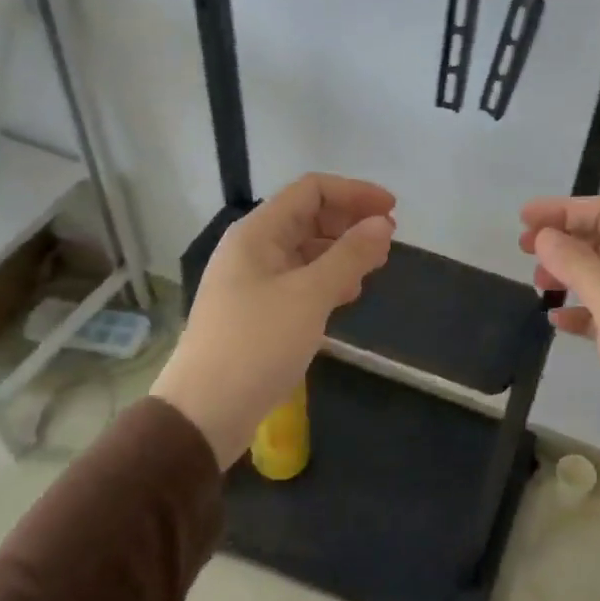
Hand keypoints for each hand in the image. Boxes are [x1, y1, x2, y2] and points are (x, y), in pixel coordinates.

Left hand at [151, 174, 396, 466]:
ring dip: (341, 252)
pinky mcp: (257, 311)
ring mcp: (252, 281)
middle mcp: (252, 249)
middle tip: (387, 242)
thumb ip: (350, 255)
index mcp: (257, 233)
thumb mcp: (310, 295)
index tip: (393, 211)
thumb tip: (382, 224)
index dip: (355, 193)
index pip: (311, 190)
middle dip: (350, 223)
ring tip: (374, 268)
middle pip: (308, 217)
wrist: (206, 410)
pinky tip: (347, 296)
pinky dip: (327, 280)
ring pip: (305, 251)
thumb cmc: (258, 344)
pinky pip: (298, 280)